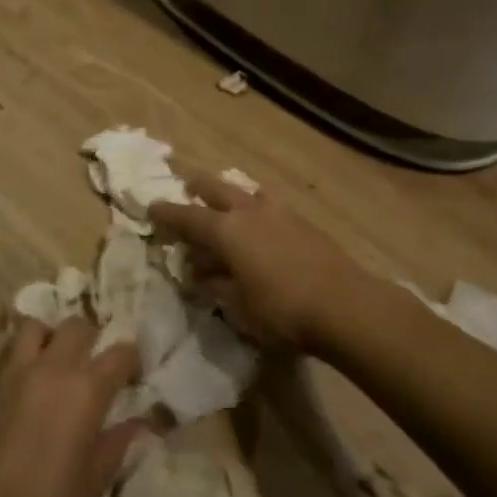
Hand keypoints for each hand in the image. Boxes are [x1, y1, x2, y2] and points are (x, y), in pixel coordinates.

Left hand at [0, 318, 145, 496]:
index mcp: (86, 390)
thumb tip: (140, 423)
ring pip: (37, 327)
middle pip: (78, 326)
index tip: (135, 377)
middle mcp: (51, 369)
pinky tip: (29, 384)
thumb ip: (116, 445)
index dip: (132, 360)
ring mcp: (14, 373)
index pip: (120, 352)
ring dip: (51, 338)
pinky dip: (24, 355)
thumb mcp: (93, 485)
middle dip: (93, 339)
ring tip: (57, 363)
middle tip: (96, 366)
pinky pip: (10, 352)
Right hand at [149, 168, 368, 350]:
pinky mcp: (303, 222)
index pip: (186, 216)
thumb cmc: (281, 310)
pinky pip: (268, 205)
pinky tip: (258, 224)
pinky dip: (254, 209)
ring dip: (229, 195)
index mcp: (226, 230)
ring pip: (246, 192)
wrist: (346, 306)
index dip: (166, 213)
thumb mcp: (237, 304)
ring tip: (225, 204)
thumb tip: (199, 271)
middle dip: (197, 186)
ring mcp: (279, 212)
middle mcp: (249, 211)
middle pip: (215, 188)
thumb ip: (214, 283)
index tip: (151, 208)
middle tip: (185, 186)